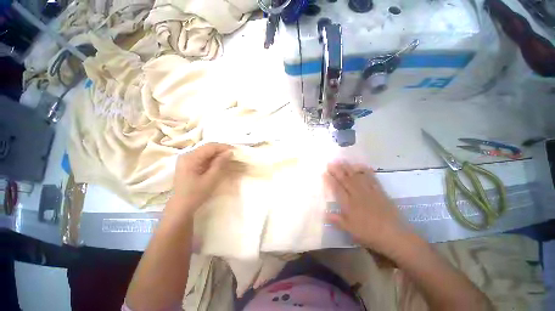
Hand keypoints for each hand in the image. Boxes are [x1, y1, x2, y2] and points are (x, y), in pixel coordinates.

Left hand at [169, 143, 233, 215]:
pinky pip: (202, 157)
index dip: (223, 147)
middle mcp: (186, 155)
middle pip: (207, 148)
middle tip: (233, 154)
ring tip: (228, 157)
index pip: (209, 147)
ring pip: (205, 152)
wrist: (181, 207)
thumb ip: (220, 163)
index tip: (235, 150)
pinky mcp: (188, 164)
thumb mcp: (211, 178)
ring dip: (217, 154)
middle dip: (221, 149)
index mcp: (190, 158)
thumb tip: (229, 152)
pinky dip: (211, 158)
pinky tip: (219, 162)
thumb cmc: (196, 194)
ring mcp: (186, 160)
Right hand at [324, 162, 414, 255]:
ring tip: (342, 161)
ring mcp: (369, 192)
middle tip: (331, 162)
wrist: (394, 235)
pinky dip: (366, 171)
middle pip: (346, 180)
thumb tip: (325, 214)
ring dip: (349, 168)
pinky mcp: (379, 192)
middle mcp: (357, 195)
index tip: (324, 173)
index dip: (330, 180)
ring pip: (357, 177)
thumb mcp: (351, 230)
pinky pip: (371, 179)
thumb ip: (338, 221)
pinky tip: (361, 166)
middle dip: (337, 170)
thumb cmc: (370, 234)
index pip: (337, 189)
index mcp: (349, 204)